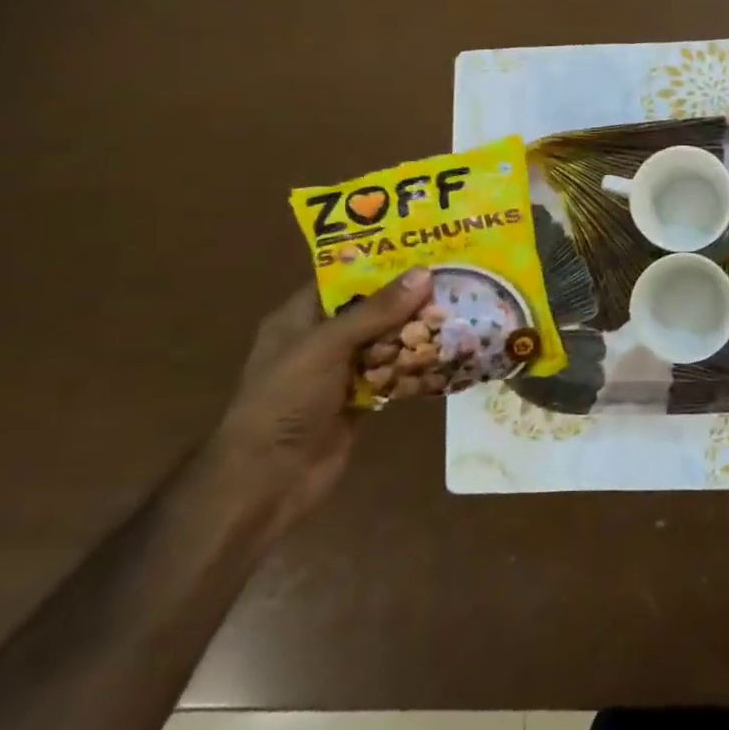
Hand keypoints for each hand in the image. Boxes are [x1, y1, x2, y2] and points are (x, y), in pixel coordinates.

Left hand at [212, 270, 432, 531]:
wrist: (268, 480)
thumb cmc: (286, 401)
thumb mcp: (328, 346)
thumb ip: (376, 311)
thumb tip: (425, 273)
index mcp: (300, 318)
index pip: (343, 278)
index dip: (380, 263)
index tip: (424, 249)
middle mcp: (321, 340)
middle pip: (371, 309)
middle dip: (408, 298)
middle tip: (454, 278)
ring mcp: (340, 373)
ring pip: (386, 341)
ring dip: (417, 331)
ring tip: (461, 309)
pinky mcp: (358, 401)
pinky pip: (392, 374)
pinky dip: (415, 366)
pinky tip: (449, 353)